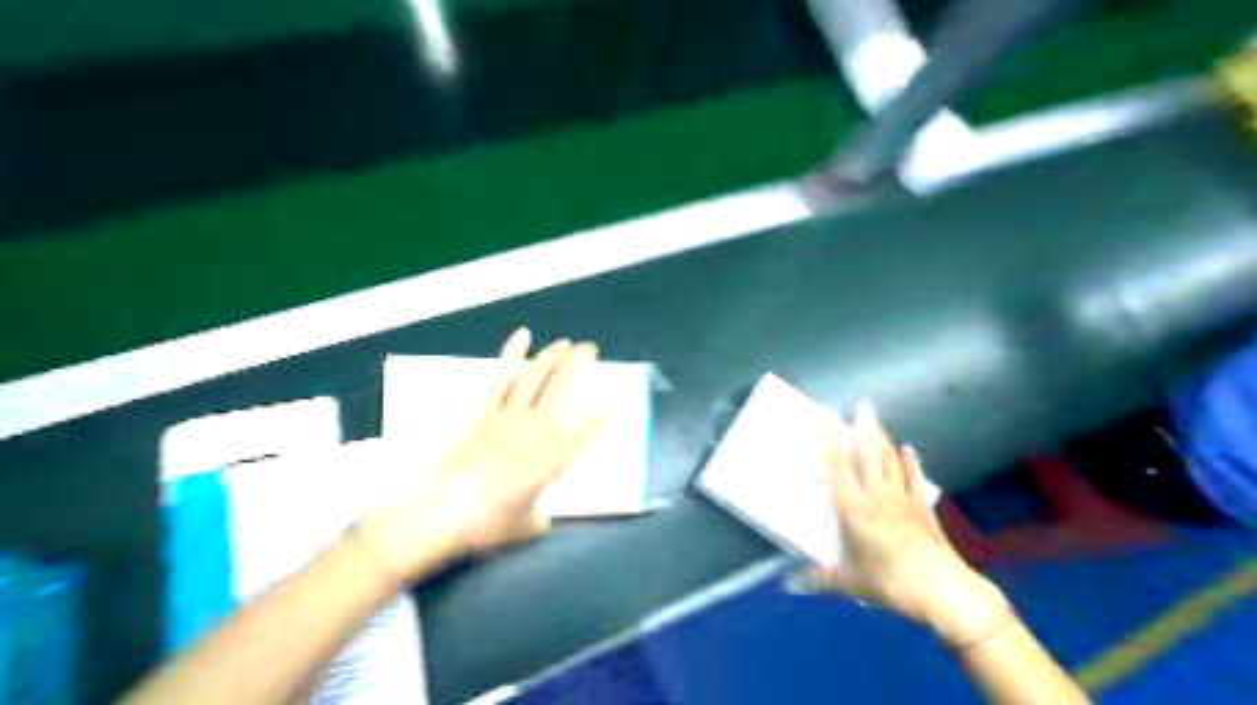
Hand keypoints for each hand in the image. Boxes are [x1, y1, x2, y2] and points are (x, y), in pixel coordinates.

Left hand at [361, 335, 601, 580]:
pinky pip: (502, 376)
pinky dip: (512, 353)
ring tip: (565, 344)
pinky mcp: (484, 410)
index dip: (595, 421)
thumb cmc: (487, 523)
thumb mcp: (524, 527)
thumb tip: (543, 518)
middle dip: (579, 365)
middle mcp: (535, 431)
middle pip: (562, 390)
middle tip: (590, 348)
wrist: (443, 512)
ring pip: (536, 377)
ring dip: (552, 357)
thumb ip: (539, 519)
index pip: (581, 434)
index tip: (604, 410)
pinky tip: (523, 336)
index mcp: (551, 459)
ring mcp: (508, 416)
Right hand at [794, 405, 1007, 648]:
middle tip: (862, 404)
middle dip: (864, 428)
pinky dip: (910, 463)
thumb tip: (786, 585)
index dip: (831, 441)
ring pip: (889, 461)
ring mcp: (902, 499)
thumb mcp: (848, 582)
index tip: (828, 416)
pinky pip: (914, 479)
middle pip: (868, 455)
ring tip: (876, 419)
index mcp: (853, 508)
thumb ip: (817, 579)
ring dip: (883, 439)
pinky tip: (909, 450)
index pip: (838, 467)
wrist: (944, 590)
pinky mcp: (923, 509)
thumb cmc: (889, 581)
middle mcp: (876, 495)